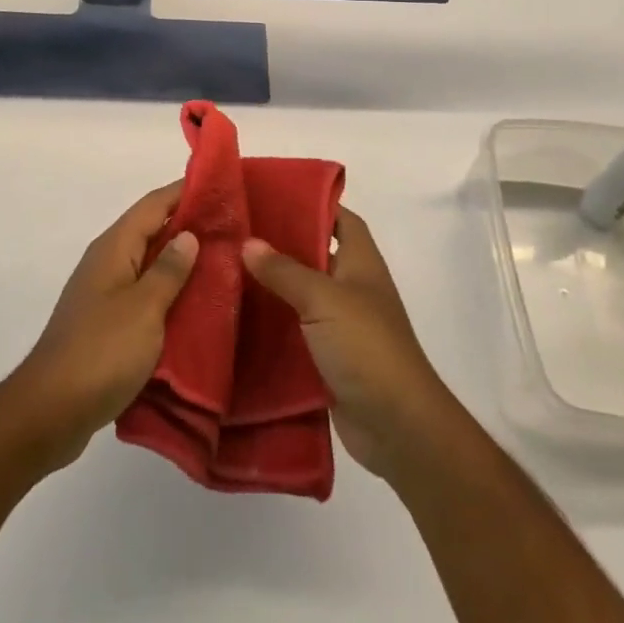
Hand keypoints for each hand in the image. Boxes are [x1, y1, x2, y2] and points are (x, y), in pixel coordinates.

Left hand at [8, 182, 198, 472]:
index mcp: (114, 248)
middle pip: (151, 230)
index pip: (153, 204)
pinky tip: (195, 306)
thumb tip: (188, 234)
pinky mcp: (107, 324)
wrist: (50, 411)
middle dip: (189, 225)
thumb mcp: (144, 308)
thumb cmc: (101, 352)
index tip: (221, 185)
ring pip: (149, 264)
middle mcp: (107, 263)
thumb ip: (169, 270)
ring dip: (181, 261)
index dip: (185, 191)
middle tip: (234, 227)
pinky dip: (169, 293)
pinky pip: (144, 294)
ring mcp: (105, 294)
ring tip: (224, 263)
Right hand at [242, 206, 453, 481]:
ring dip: (272, 289)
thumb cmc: (367, 347)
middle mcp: (353, 289)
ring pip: (302, 297)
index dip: (314, 205)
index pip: (342, 219)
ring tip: (226, 272)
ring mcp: (342, 326)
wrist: (397, 425)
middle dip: (281, 246)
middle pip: (316, 256)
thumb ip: (285, 271)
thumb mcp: (323, 299)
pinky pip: (296, 334)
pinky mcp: (328, 360)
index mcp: (362, 263)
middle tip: (237, 234)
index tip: (273, 197)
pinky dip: (273, 328)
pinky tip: (238, 321)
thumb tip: (248, 242)